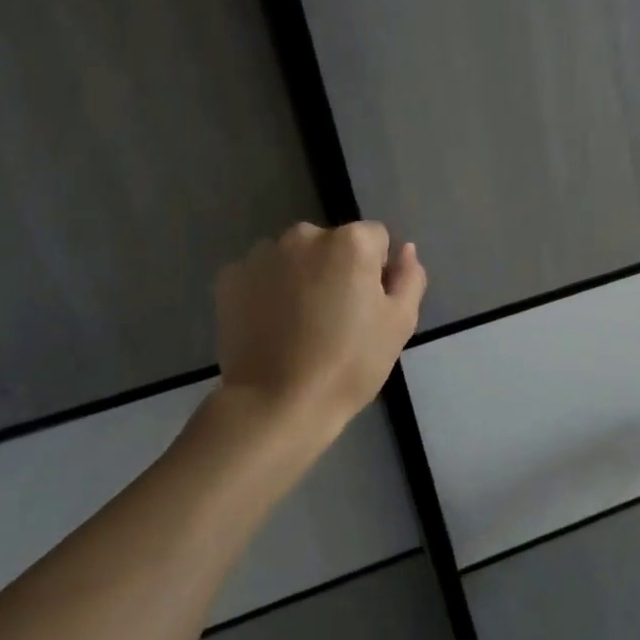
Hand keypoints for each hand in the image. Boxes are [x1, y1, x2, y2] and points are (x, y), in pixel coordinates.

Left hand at [211, 221, 426, 436]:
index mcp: (351, 241)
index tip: (369, 306)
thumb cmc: (350, 363)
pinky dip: (268, 290)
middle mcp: (305, 235)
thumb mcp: (400, 322)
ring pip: (295, 257)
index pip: (376, 238)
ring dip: (302, 276)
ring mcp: (263, 254)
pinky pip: (262, 274)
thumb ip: (410, 276)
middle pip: (333, 243)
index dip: (378, 270)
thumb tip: (405, 250)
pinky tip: (272, 325)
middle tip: (336, 316)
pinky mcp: (230, 278)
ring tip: (300, 323)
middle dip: (337, 268)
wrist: (277, 404)